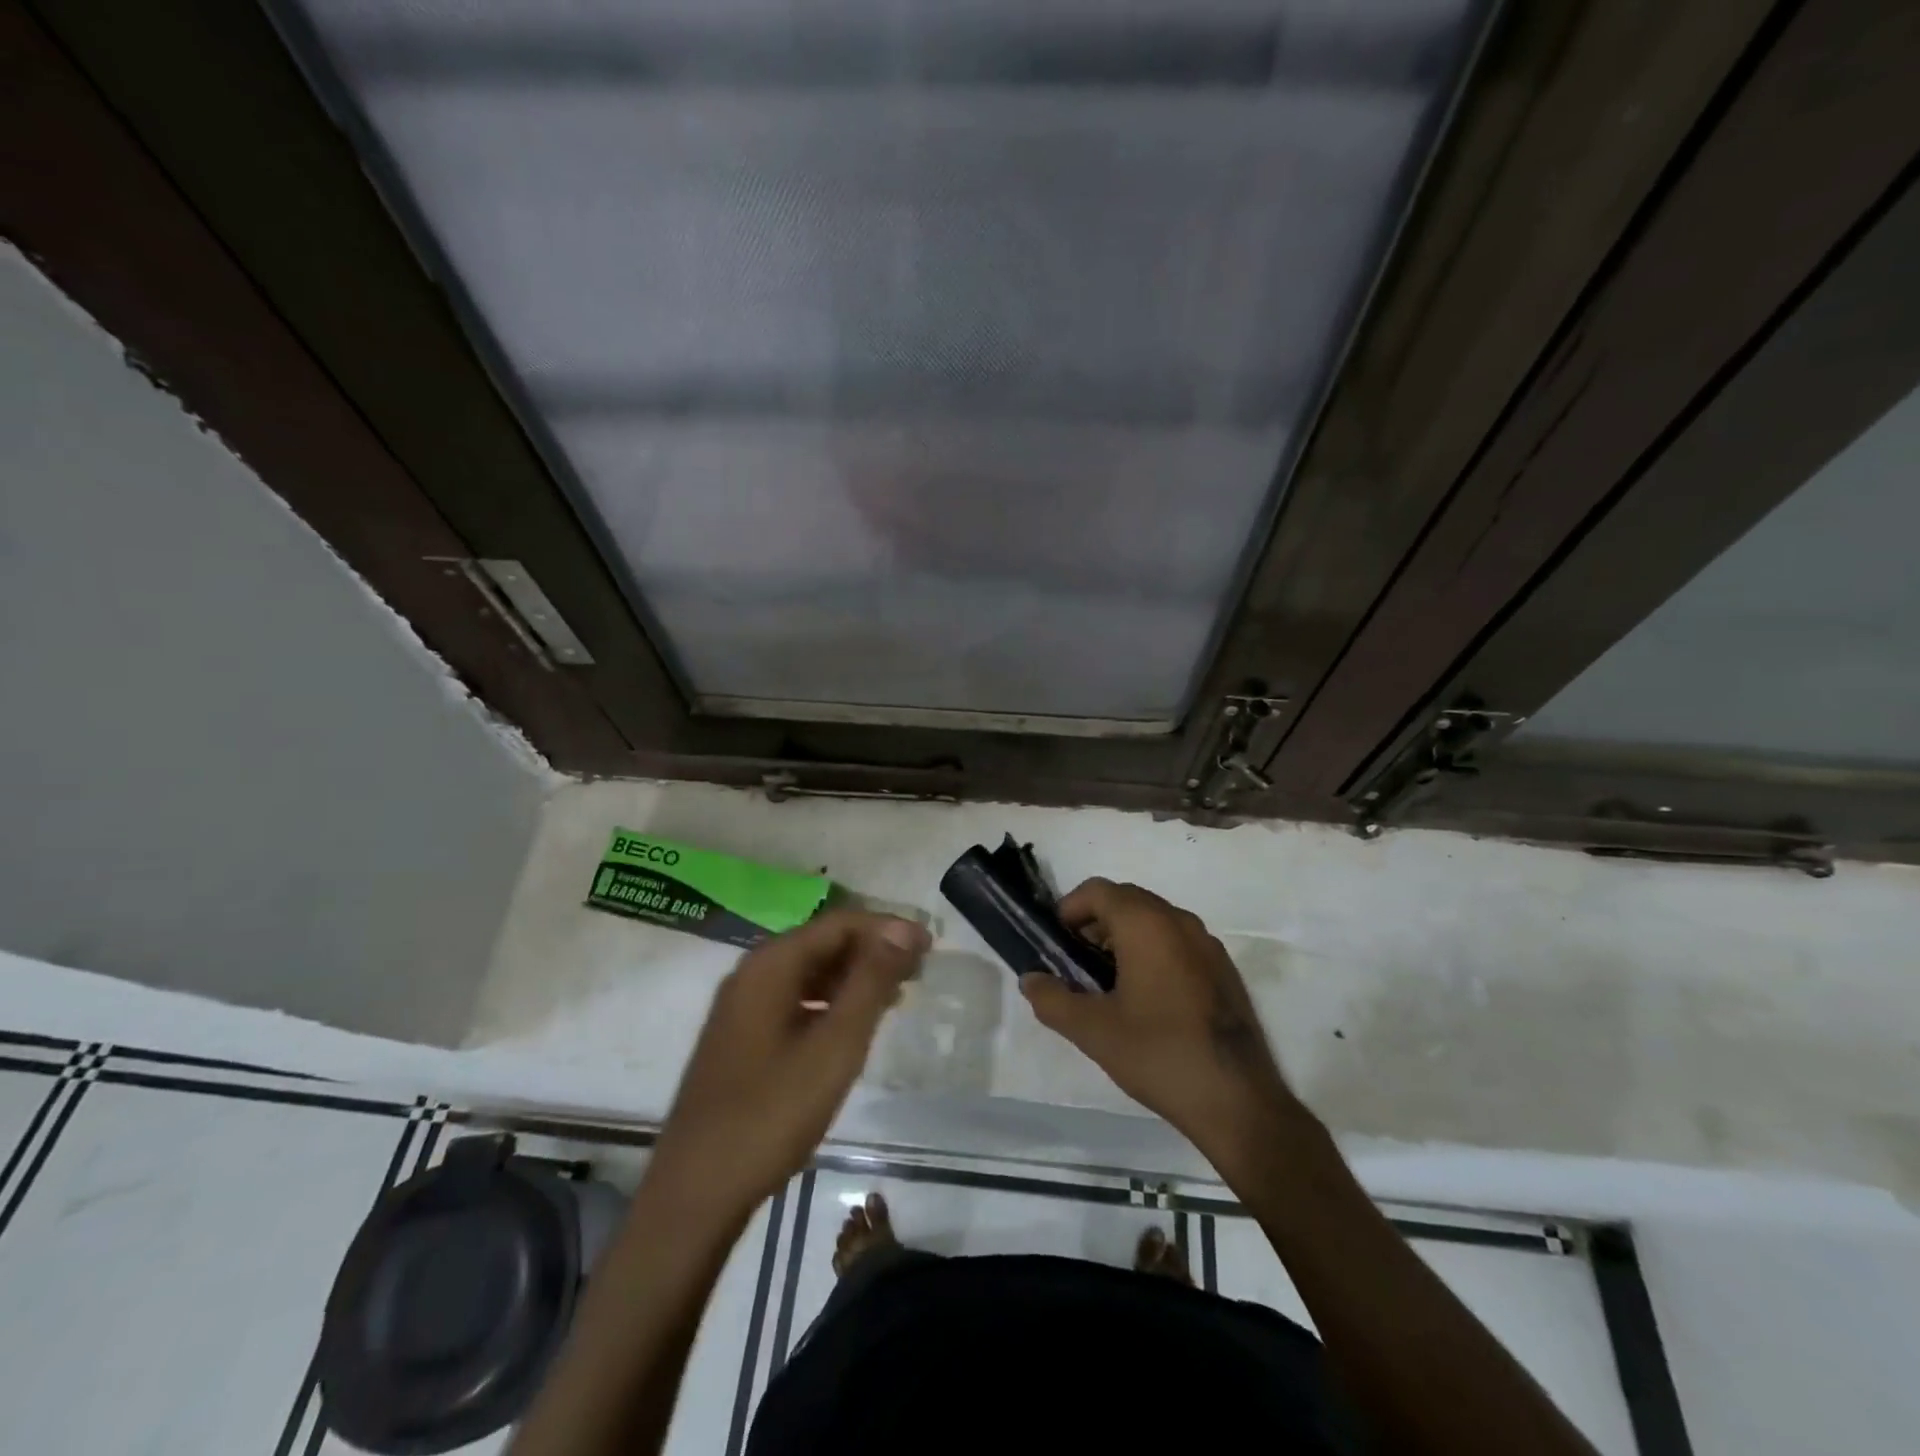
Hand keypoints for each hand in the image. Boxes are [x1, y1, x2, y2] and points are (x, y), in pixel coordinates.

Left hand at [646, 910, 928, 1218]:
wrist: (696, 1192)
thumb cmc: (771, 1113)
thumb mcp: (835, 1045)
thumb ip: (871, 981)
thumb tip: (903, 928)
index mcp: (771, 964)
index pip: (840, 923)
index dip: (888, 929)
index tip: (930, 948)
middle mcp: (753, 973)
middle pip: (823, 942)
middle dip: (873, 951)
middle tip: (918, 973)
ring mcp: (742, 1006)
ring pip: (809, 972)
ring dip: (853, 978)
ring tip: (895, 998)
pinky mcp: (741, 1036)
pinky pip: (795, 999)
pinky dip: (830, 1003)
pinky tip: (852, 1026)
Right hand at [1021, 879, 1296, 1164]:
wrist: (1238, 1101)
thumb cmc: (1159, 1054)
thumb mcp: (1093, 1031)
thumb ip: (1052, 1000)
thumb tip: (1030, 980)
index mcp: (1146, 924)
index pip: (1097, 890)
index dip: (1069, 909)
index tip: (1055, 943)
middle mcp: (1179, 921)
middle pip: (1126, 899)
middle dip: (1094, 921)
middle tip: (1075, 962)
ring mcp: (1207, 943)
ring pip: (1153, 919)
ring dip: (1123, 935)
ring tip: (1107, 981)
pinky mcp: (1223, 968)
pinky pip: (1177, 940)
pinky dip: (1152, 949)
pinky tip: (1146, 996)